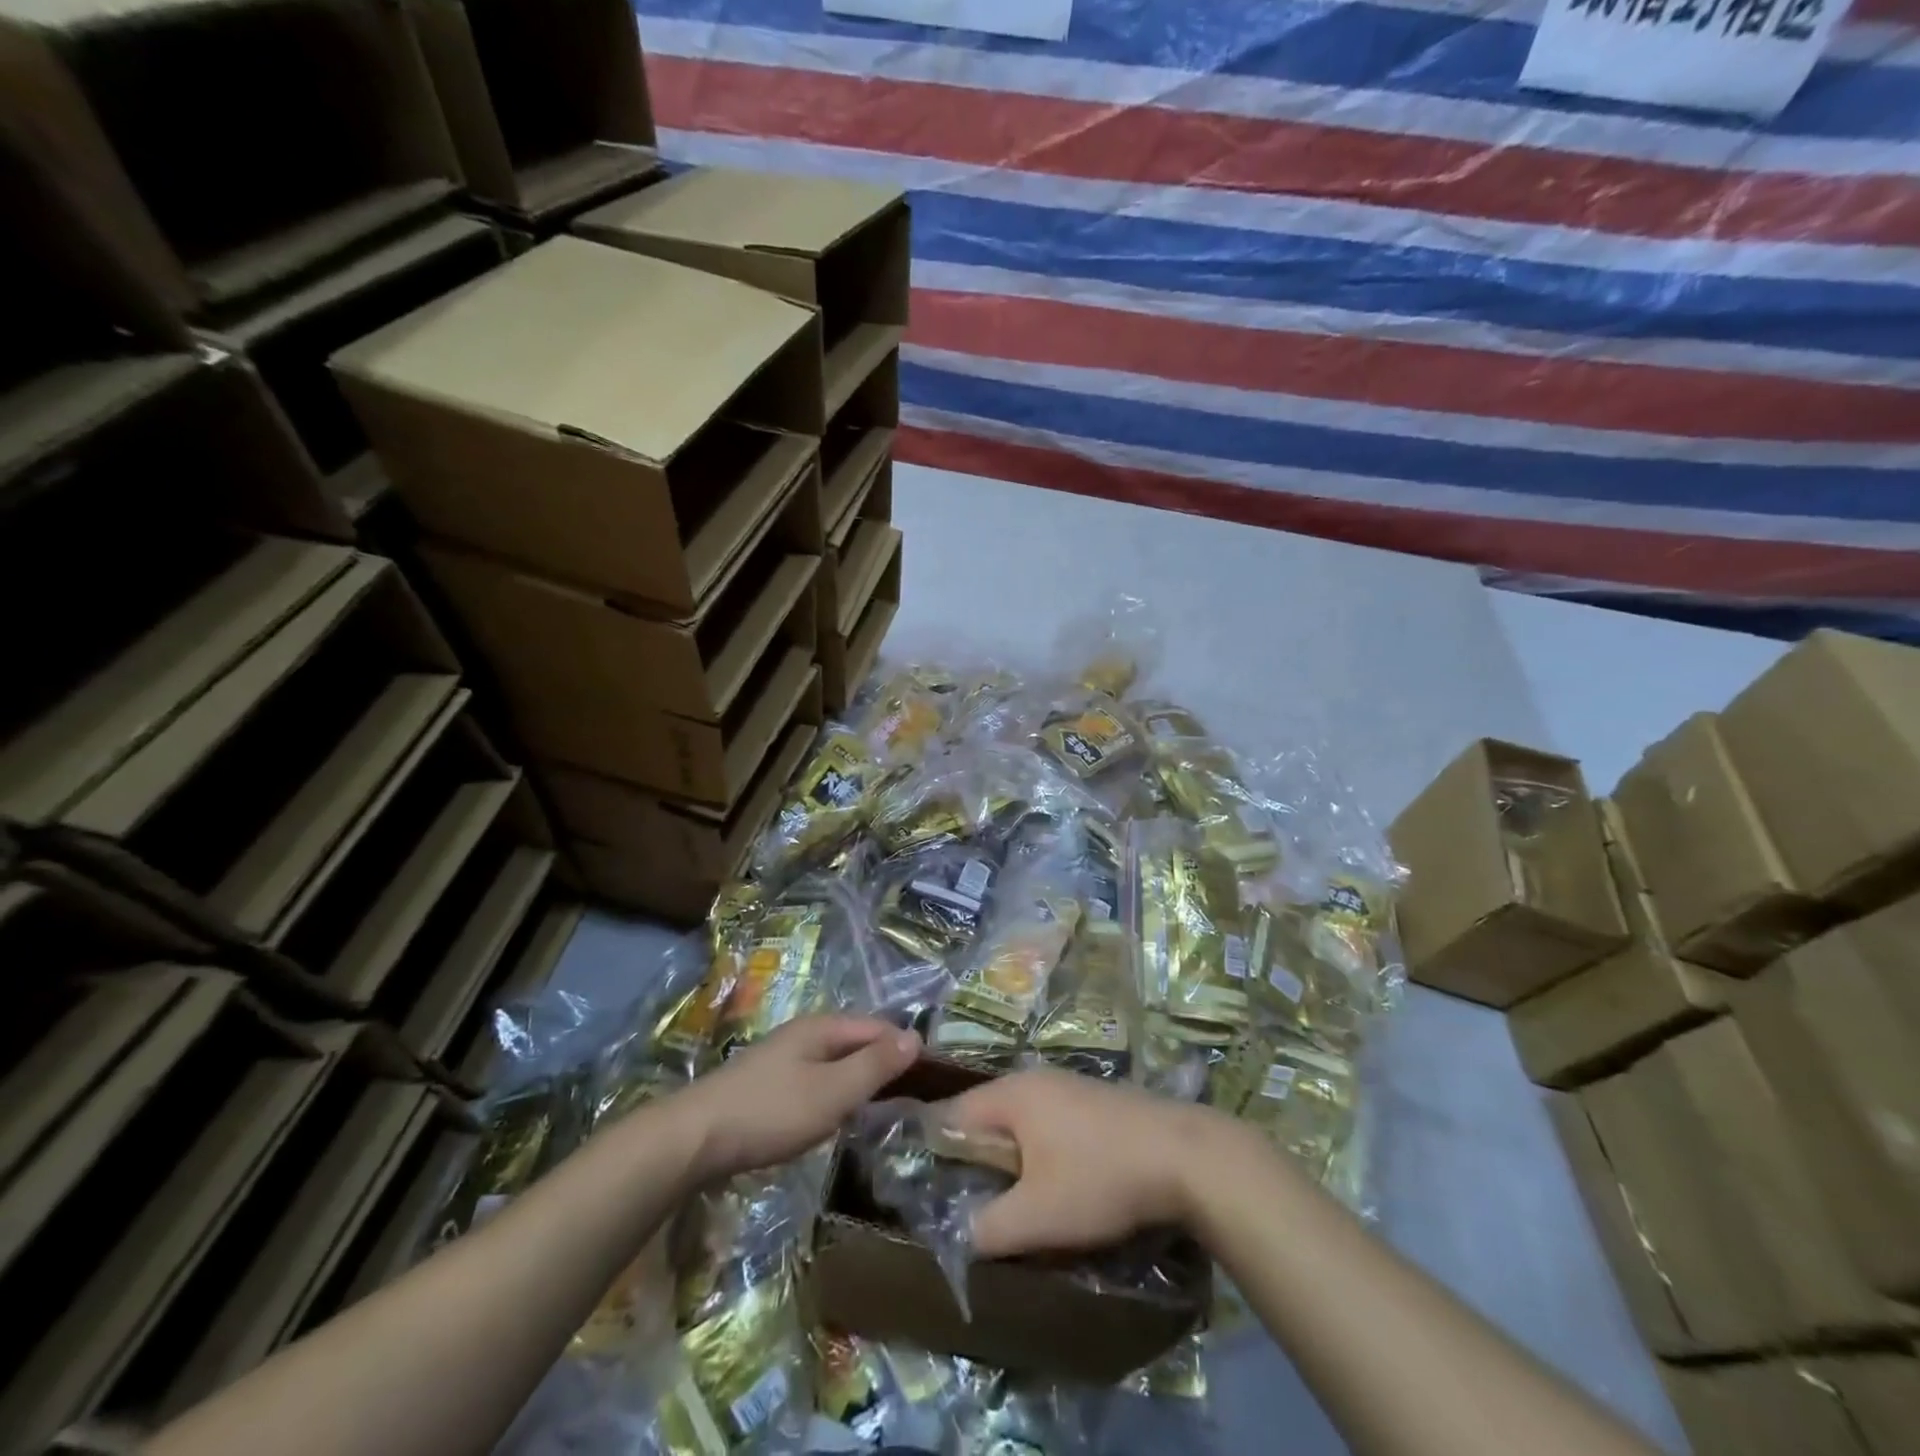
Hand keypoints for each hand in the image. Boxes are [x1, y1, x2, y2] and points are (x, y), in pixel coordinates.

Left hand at [678, 1016, 919, 1181]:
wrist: (693, 1138)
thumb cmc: (771, 1112)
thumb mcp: (833, 1091)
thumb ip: (875, 1065)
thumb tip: (916, 1036)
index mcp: (822, 1027)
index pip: (878, 1028)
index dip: (905, 1049)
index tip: (932, 1080)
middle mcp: (804, 1033)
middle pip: (856, 1042)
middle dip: (884, 1064)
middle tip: (912, 1100)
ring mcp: (783, 1057)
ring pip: (835, 1062)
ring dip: (859, 1081)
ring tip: (882, 1110)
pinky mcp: (768, 1084)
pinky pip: (816, 1080)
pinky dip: (835, 1093)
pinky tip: (836, 1117)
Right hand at [940, 1068, 1235, 1257]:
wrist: (1184, 1155)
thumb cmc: (1100, 1178)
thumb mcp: (1038, 1216)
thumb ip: (988, 1228)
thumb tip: (958, 1235)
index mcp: (1010, 1094)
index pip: (951, 1115)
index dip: (933, 1150)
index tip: (925, 1187)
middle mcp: (1034, 1079)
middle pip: (985, 1116)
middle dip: (974, 1157)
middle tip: (967, 1201)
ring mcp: (1067, 1086)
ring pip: (1020, 1121)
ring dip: (1009, 1156)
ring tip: (1008, 1198)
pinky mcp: (1093, 1101)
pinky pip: (1048, 1123)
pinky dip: (1039, 1150)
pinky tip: (1054, 1181)